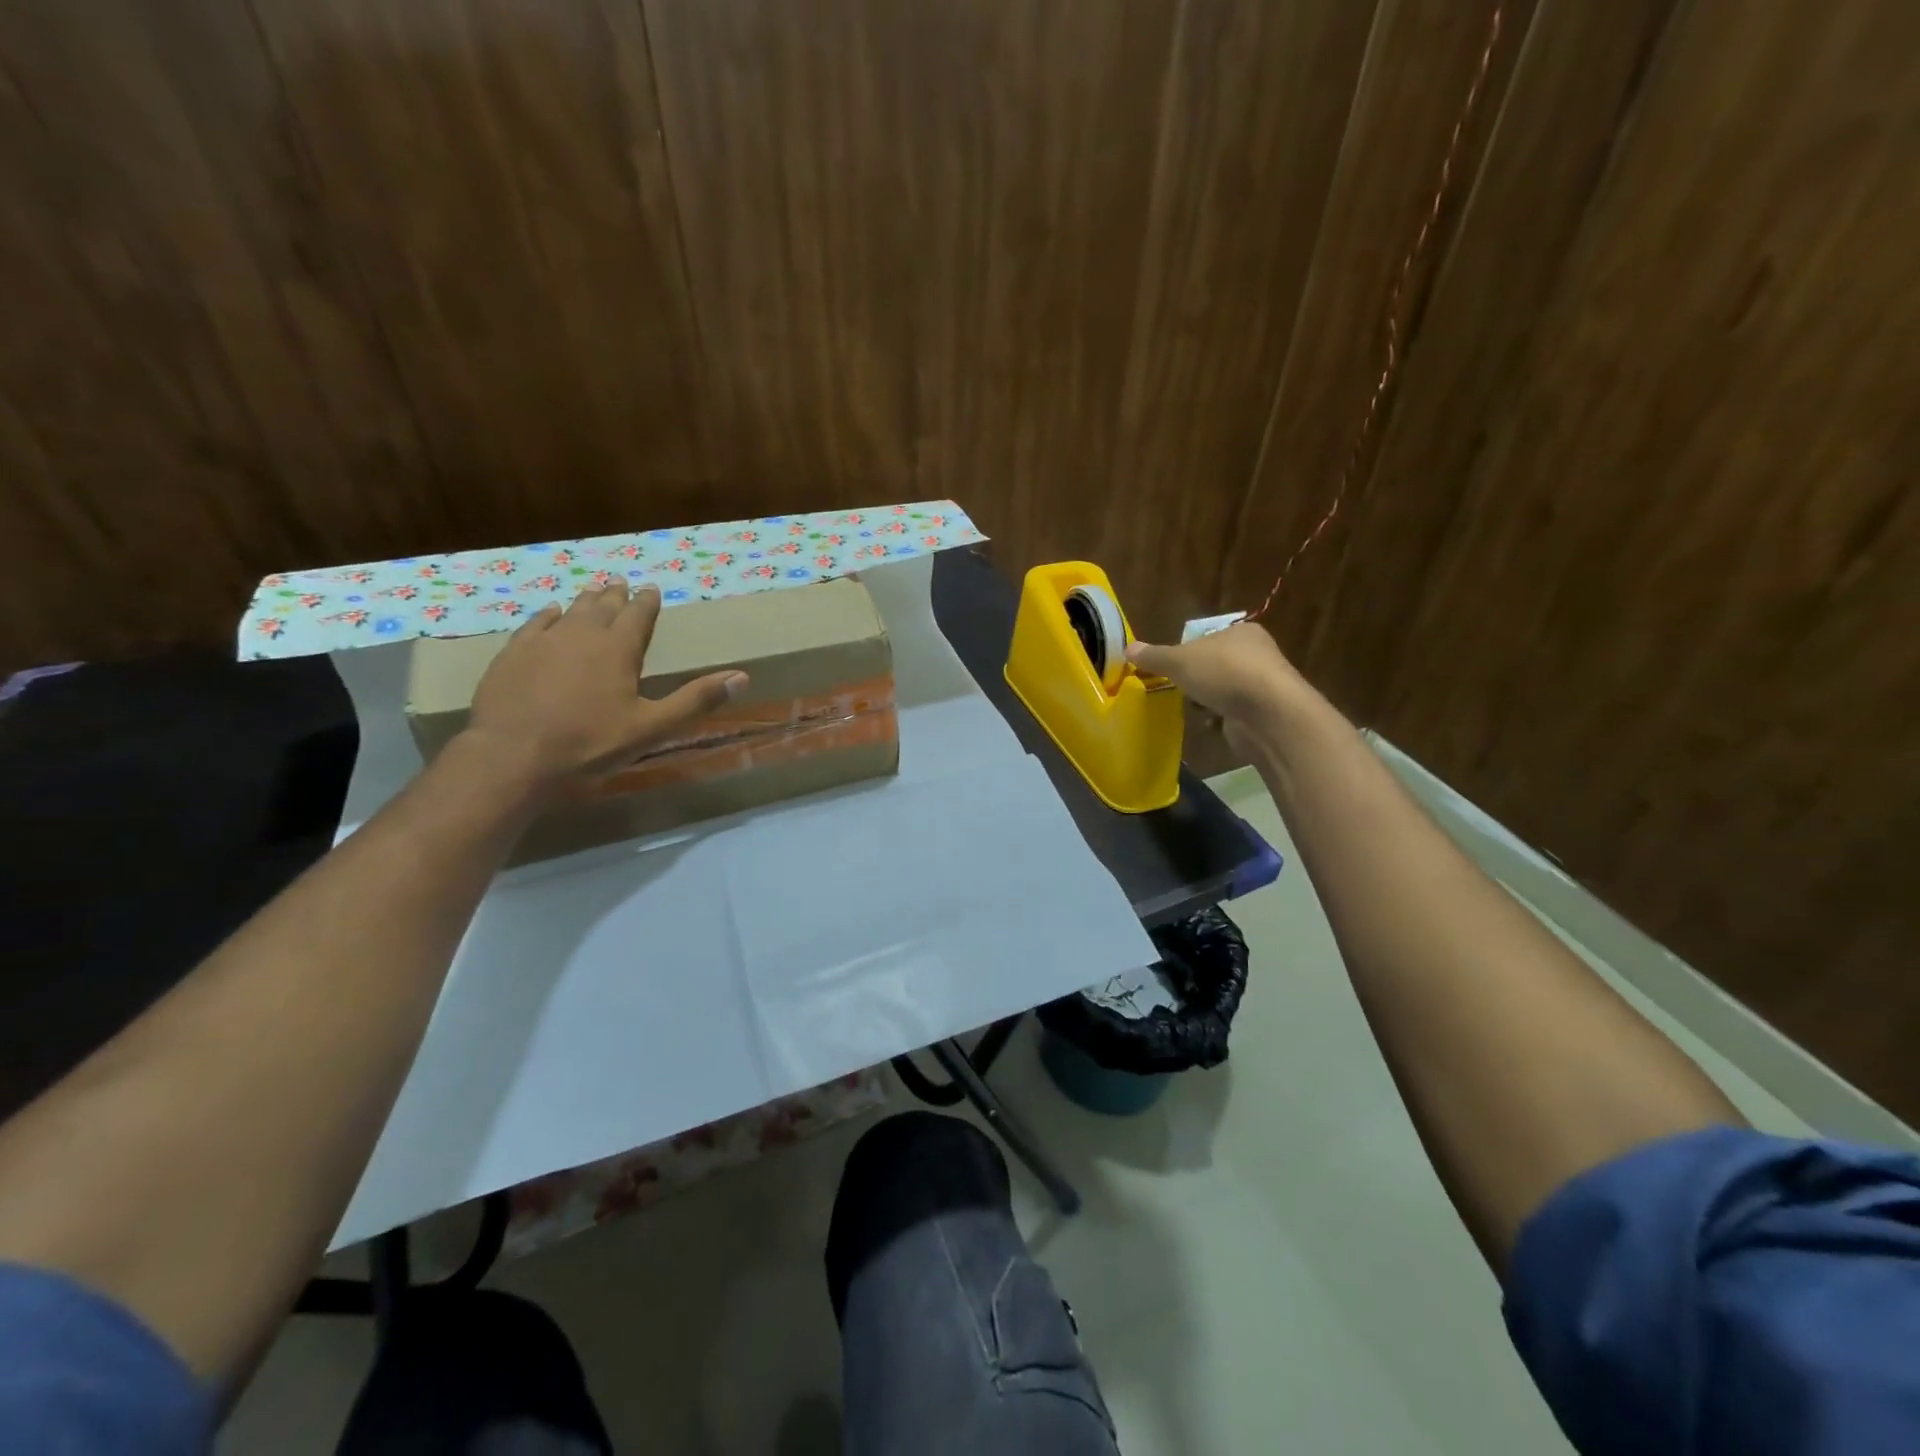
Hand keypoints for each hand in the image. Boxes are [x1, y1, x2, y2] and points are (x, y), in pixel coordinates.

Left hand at [465, 582, 745, 795]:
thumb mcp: (652, 727)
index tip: (652, 589)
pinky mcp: (513, 654)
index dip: (648, 602)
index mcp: (618, 649)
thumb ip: (695, 700)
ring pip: (570, 611)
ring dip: (586, 600)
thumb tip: (742, 676)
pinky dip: (548, 615)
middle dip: (616, 596)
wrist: (513, 756)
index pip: (639, 615)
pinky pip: (535, 624)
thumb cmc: (590, 744)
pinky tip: (551, 612)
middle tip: (622, 583)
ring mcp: (544, 641)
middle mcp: (582, 635)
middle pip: (604, 607)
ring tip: (594, 590)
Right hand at [1126, 623, 1311, 753]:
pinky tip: (1208, 723)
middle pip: (1215, 664)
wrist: (1268, 714)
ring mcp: (1262, 685)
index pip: (1208, 637)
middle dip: (1196, 678)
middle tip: (1176, 687)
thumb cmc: (1224, 673)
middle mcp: (1257, 654)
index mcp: (1241, 632)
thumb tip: (1128, 647)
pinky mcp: (1263, 712)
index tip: (1171, 666)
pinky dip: (1220, 718)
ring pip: (1224, 690)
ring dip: (1207, 700)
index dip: (1187, 650)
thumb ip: (1154, 656)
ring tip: (1190, 707)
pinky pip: (1233, 712)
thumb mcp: (1180, 660)